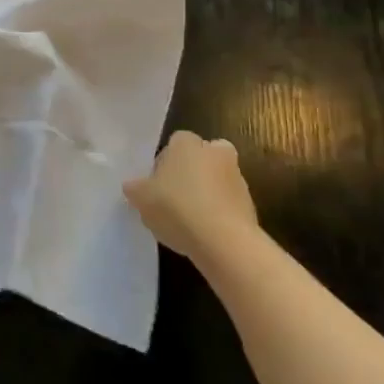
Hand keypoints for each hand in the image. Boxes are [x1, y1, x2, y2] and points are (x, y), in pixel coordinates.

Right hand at [123, 130, 257, 261]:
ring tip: (188, 220)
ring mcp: (237, 178)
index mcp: (187, 143)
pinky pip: (228, 204)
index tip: (157, 182)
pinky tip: (204, 233)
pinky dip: (218, 213)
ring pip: (217, 180)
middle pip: (201, 157)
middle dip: (191, 172)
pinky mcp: (250, 205)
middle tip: (175, 196)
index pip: (175, 142)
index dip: (165, 161)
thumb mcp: (141, 198)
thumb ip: (135, 188)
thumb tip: (133, 186)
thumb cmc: (177, 208)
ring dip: (206, 193)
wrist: (224, 241)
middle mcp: (215, 152)